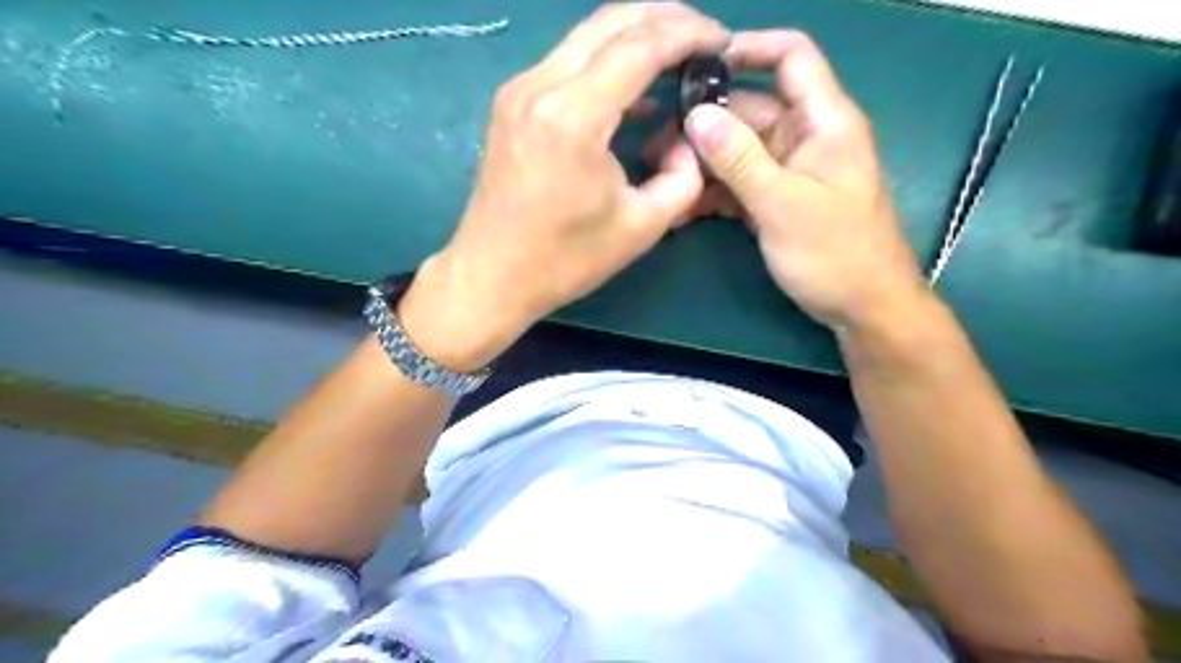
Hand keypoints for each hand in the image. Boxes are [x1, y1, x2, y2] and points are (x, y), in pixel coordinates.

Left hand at [399, 1, 730, 365]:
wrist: (492, 276)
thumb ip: (684, 177)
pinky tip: (633, 89)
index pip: (642, 45)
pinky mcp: (510, 104)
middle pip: (611, 21)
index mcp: (572, 115)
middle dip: (665, 18)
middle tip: (703, 38)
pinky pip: (567, 62)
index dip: (690, 34)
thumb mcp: (642, 226)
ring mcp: (518, 90)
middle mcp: (540, 86)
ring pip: (586, 36)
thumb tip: (689, 140)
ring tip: (676, 56)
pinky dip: (606, 62)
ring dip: (635, 36)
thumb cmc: (565, 260)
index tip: (723, 42)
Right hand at [673, 31, 920, 331]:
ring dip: (704, 163)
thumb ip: (740, 159)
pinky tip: (684, 209)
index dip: (748, 49)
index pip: (791, 57)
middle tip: (658, 146)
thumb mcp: (783, 204)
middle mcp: (805, 137)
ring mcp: (789, 171)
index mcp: (823, 121)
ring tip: (665, 180)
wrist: (863, 309)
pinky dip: (714, 193)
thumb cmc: (835, 253)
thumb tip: (697, 116)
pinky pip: (740, 184)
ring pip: (739, 151)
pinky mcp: (776, 201)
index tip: (696, 66)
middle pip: (750, 110)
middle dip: (706, 124)